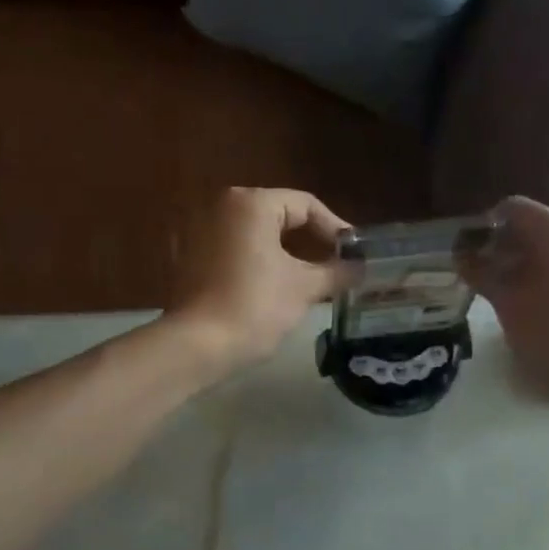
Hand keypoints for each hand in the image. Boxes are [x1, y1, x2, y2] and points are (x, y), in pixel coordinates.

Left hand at [167, 187, 351, 372]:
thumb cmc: (255, 307)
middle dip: (310, 241)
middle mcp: (220, 206)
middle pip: (278, 216)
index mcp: (250, 203)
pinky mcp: (187, 258)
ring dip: (284, 254)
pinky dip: (256, 263)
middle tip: (337, 266)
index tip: (355, 255)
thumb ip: (337, 272)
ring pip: (254, 235)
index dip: (335, 229)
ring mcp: (198, 231)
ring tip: (311, 280)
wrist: (196, 346)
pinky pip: (233, 251)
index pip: (305, 205)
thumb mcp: (304, 288)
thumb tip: (361, 268)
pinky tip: (274, 288)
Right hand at [462, 196, 548, 412]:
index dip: (485, 228)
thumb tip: (463, 257)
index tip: (471, 257)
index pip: (512, 208)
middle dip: (508, 249)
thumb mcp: (509, 305)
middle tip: (489, 281)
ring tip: (518, 299)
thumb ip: (482, 275)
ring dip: (532, 265)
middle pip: (537, 226)